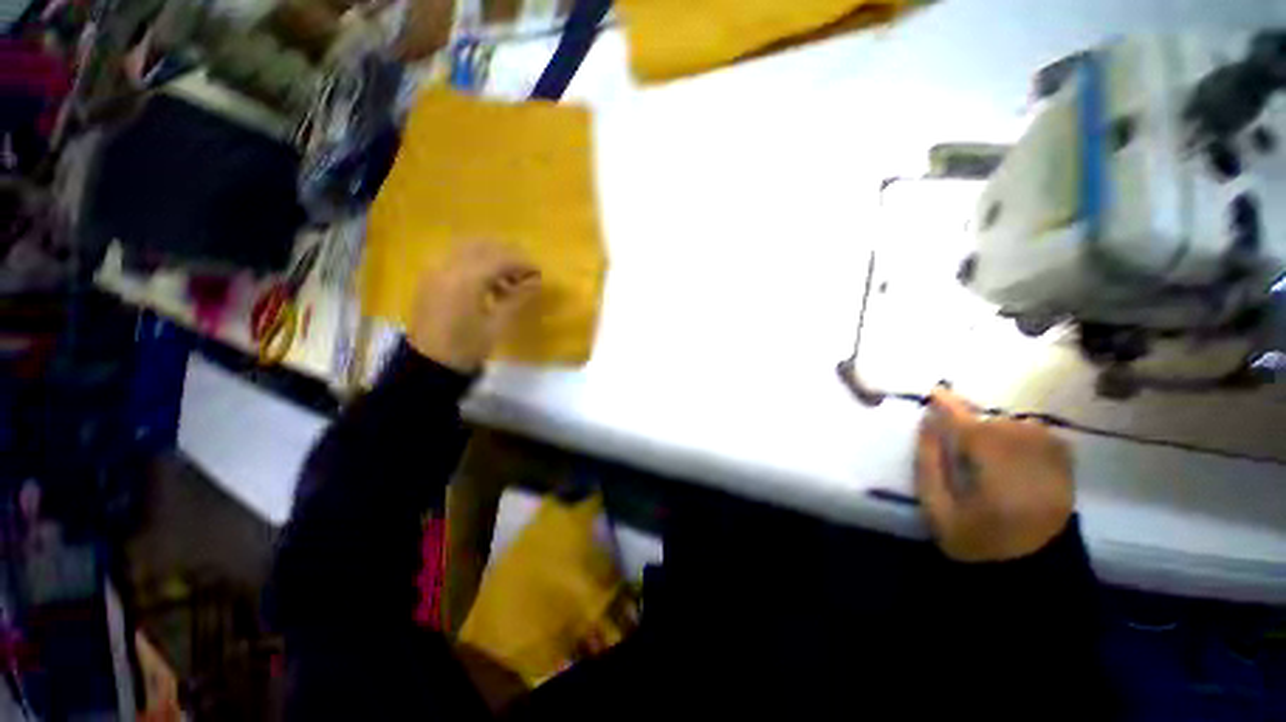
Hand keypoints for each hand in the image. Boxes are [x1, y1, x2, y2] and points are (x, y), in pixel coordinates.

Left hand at [408, 242, 540, 372]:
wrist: (428, 365)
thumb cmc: (467, 347)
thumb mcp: (497, 324)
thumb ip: (518, 298)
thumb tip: (537, 281)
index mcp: (466, 280)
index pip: (500, 259)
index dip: (523, 263)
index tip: (539, 273)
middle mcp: (448, 267)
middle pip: (483, 247)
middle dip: (507, 256)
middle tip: (525, 274)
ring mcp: (436, 271)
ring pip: (468, 251)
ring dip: (491, 260)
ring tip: (508, 284)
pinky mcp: (430, 279)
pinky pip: (456, 261)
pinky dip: (475, 266)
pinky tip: (487, 287)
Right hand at [915, 388, 1073, 561]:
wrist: (1034, 572)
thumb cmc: (977, 540)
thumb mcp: (937, 508)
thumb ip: (928, 462)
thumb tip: (928, 422)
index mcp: (994, 477)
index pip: (969, 428)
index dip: (950, 406)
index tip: (936, 391)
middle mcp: (1029, 464)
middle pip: (996, 424)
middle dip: (972, 423)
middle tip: (958, 435)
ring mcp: (1054, 465)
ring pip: (1019, 425)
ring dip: (996, 428)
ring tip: (984, 447)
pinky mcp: (1067, 469)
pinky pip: (1043, 433)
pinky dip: (1022, 433)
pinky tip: (1011, 448)